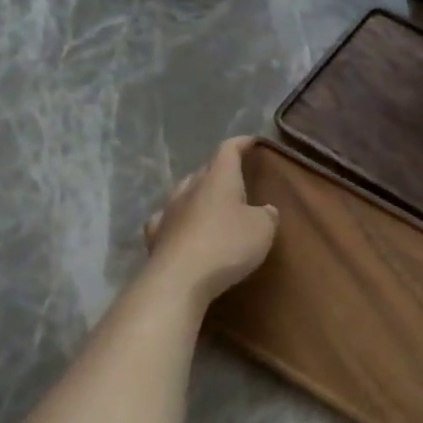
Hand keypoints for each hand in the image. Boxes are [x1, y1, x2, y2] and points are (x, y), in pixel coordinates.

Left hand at [141, 137, 277, 308]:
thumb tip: (264, 209)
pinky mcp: (155, 237)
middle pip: (204, 171)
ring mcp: (168, 212)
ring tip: (210, 204)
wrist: (179, 280)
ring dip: (198, 195)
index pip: (228, 150)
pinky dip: (179, 220)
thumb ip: (266, 215)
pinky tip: (181, 227)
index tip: (252, 142)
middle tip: (235, 179)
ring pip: (184, 193)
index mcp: (218, 179)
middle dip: (219, 171)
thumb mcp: (263, 229)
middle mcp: (190, 189)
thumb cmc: (227, 245)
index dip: (241, 144)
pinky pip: (168, 219)